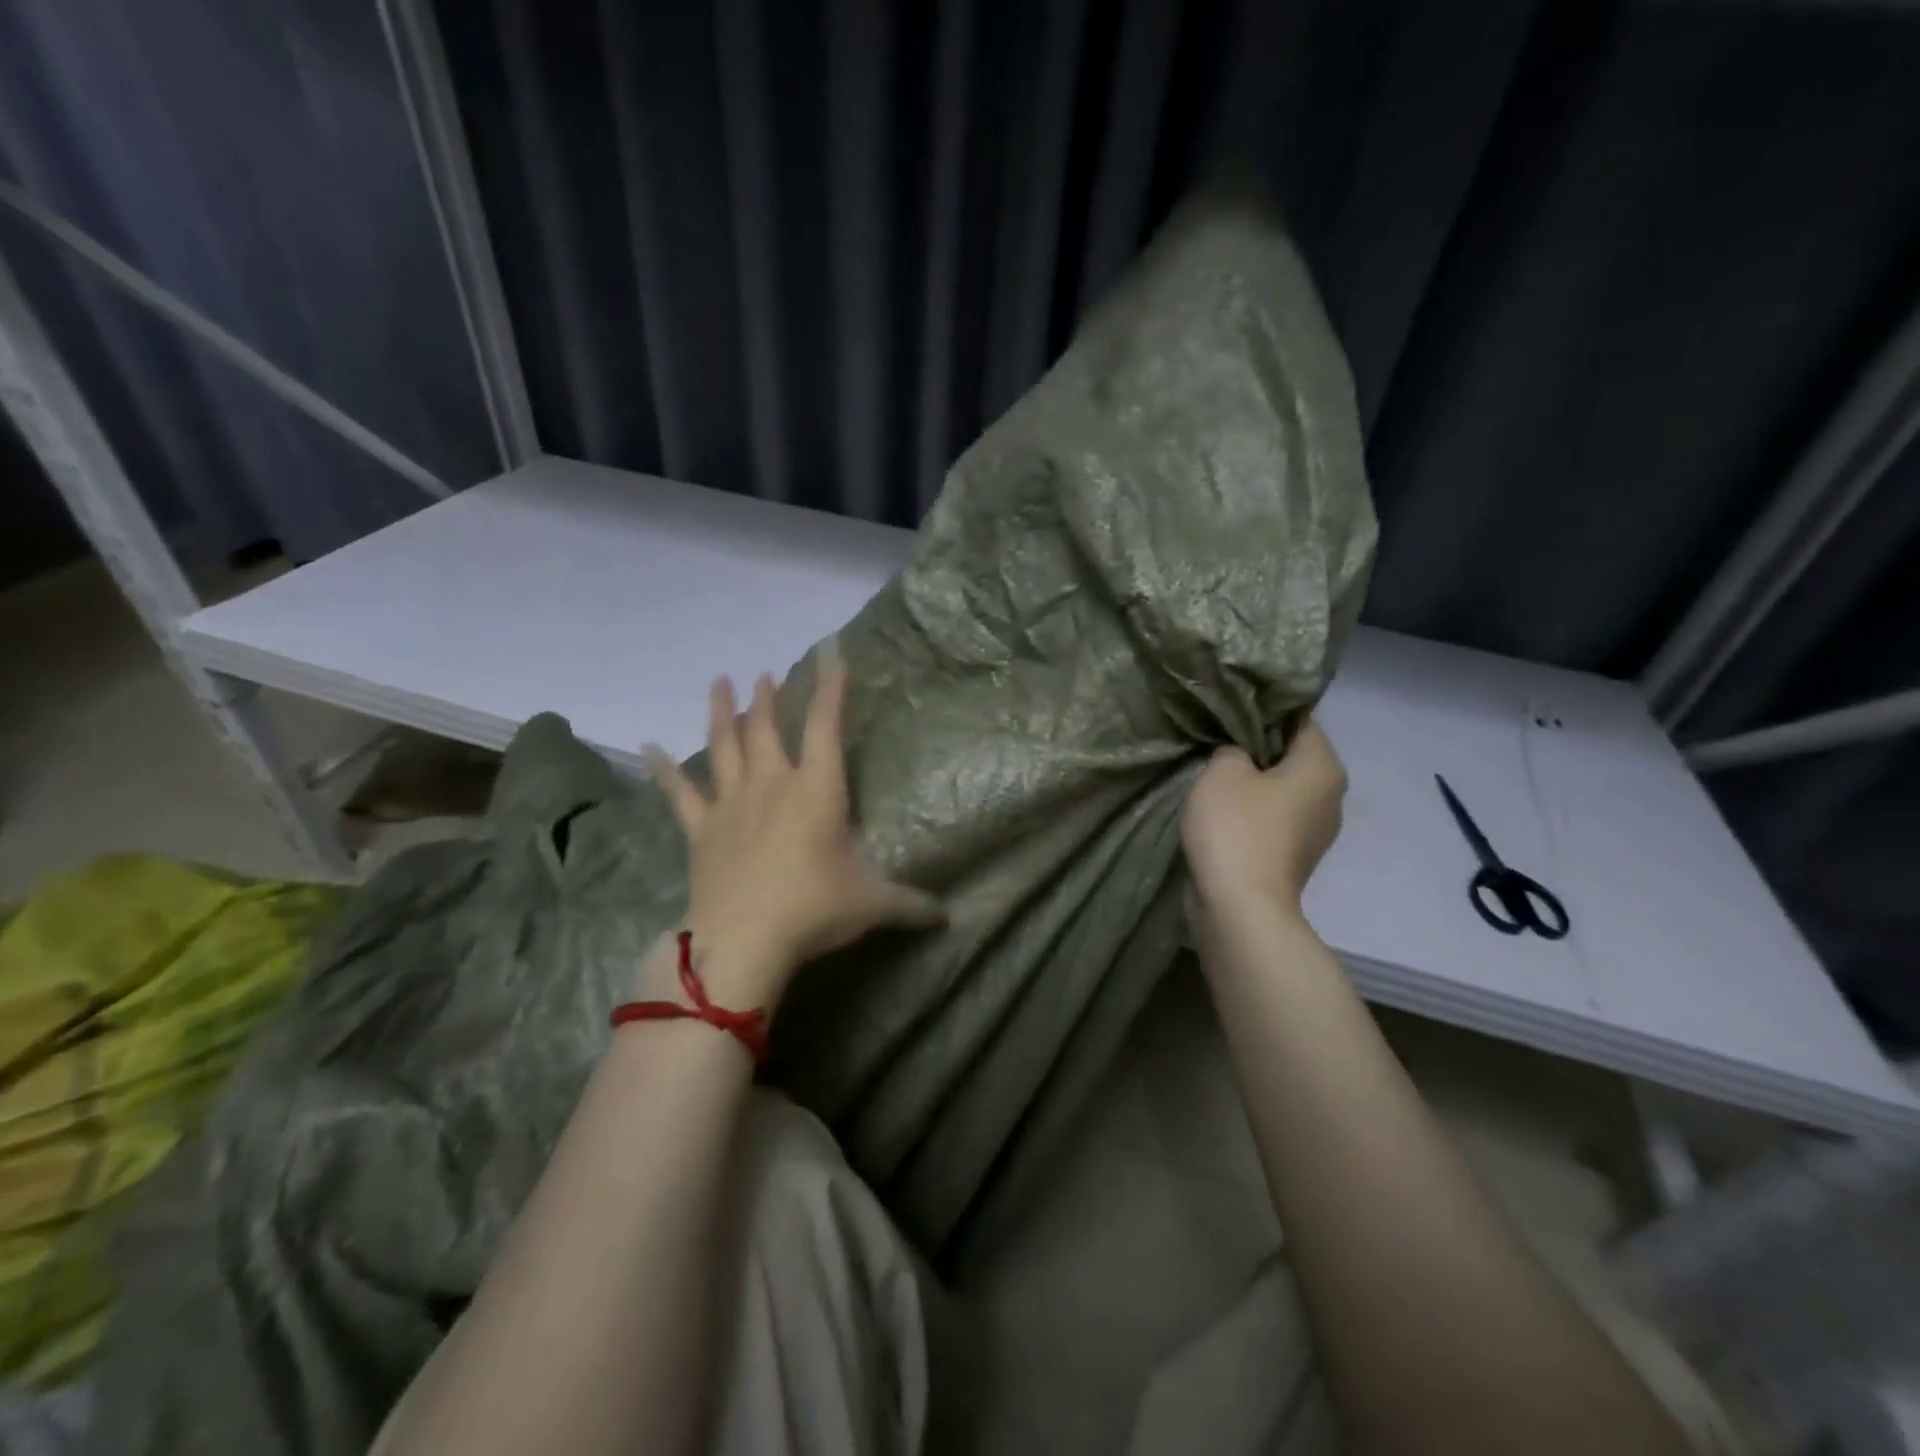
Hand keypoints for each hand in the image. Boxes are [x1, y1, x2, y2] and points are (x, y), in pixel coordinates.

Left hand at [643, 665, 942, 1007]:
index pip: (825, 726)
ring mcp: (731, 805)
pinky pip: (680, 793)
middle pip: (767, 729)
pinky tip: (649, 747)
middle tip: (765, 676)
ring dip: (721, 713)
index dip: (830, 690)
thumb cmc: (814, 909)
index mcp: (817, 790)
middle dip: (768, 699)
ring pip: (724, 747)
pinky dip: (664, 770)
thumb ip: (911, 904)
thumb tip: (948, 916)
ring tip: (720, 682)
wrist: (743, 940)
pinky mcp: (701, 830)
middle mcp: (772, 785)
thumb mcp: (872, 904)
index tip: (832, 658)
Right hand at [1181, 719, 1346, 928]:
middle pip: (1293, 756)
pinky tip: (1221, 810)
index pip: (1299, 720)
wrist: (1239, 906)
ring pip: (1282, 789)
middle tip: (1217, 740)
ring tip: (1215, 775)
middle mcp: (1331, 796)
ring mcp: (1316, 831)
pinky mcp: (1295, 856)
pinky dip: (1253, 812)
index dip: (1264, 711)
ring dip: (1253, 782)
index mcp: (1323, 767)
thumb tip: (1240, 756)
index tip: (1230, 710)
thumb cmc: (1236, 828)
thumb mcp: (1222, 770)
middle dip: (1258, 747)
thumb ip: (1232, 748)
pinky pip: (1274, 819)